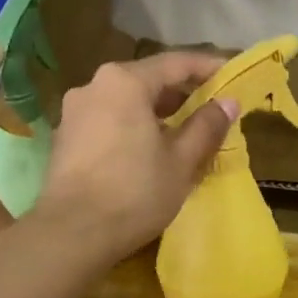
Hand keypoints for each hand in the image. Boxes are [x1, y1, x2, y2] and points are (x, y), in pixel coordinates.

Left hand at [37, 51, 236, 258]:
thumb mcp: (181, 161)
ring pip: (126, 101)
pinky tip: (149, 150)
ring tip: (183, 132)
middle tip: (211, 108)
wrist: (73, 233)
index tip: (232, 75)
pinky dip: (133, 126)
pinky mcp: (65, 138)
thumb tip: (228, 103)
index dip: (208, 68)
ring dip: (156, 112)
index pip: (175, 64)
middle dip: (180, 93)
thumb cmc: (135, 192)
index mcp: (125, 82)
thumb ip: (206, 127)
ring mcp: (75, 112)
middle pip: (147, 80)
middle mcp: (94, 86)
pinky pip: (109, 120)